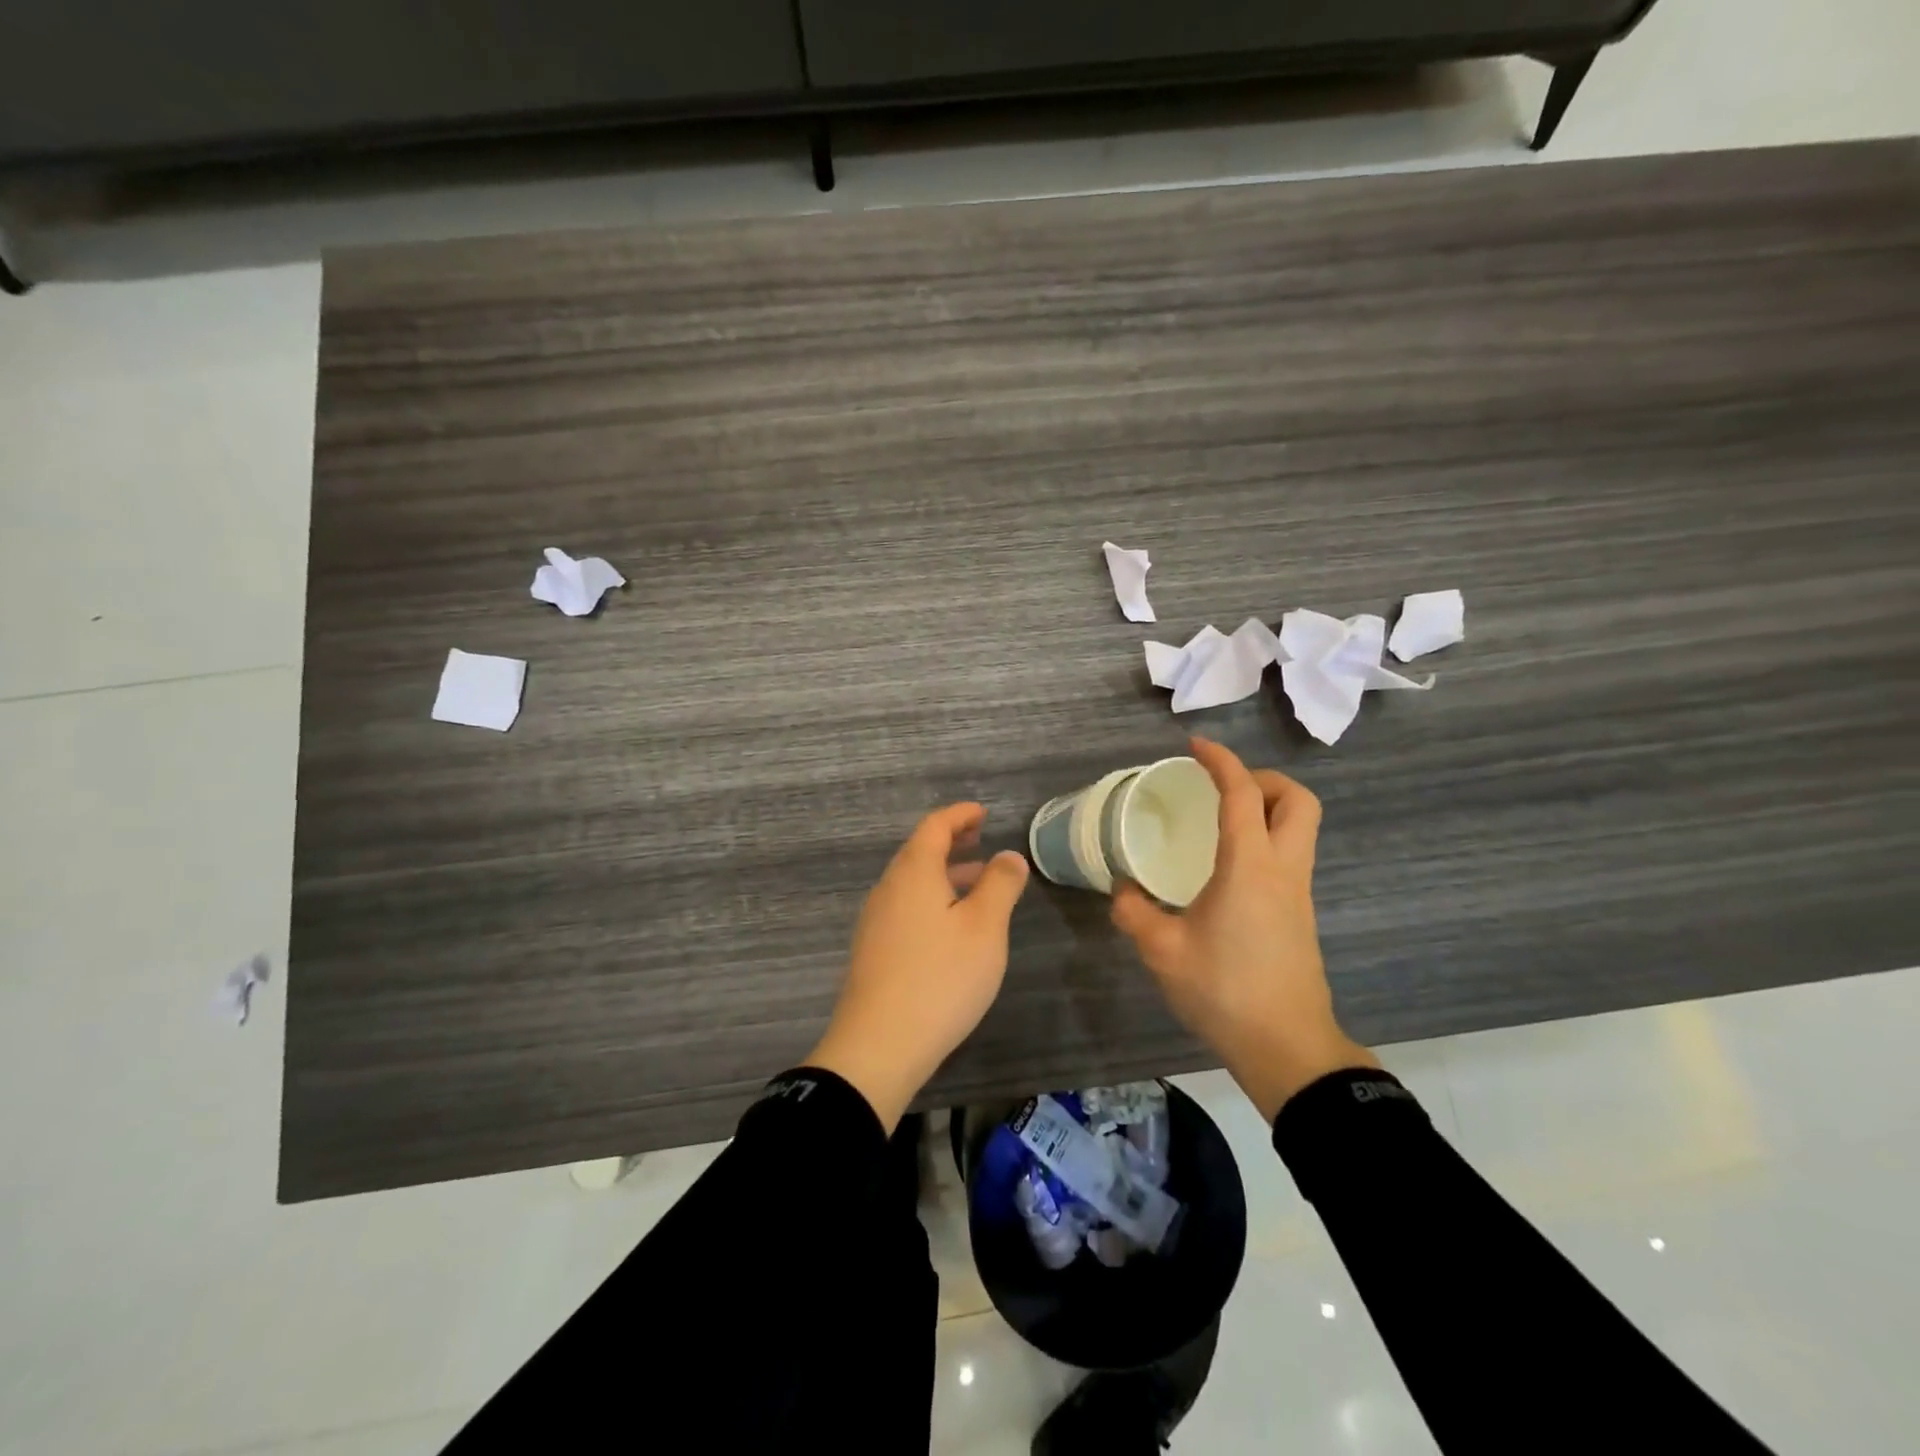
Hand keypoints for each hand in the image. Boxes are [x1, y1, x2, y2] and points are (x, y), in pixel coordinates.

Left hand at [806, 803, 1030, 1131]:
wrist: (878, 1045)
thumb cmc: (940, 978)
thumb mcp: (984, 928)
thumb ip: (1000, 885)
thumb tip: (1009, 855)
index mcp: (913, 872)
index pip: (935, 826)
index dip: (960, 815)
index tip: (983, 814)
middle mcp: (888, 888)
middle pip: (919, 852)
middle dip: (952, 843)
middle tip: (981, 841)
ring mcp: (876, 920)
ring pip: (913, 882)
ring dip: (944, 874)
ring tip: (977, 884)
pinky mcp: (873, 950)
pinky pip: (905, 907)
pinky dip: (932, 900)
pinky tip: (951, 927)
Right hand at [1112, 737, 1377, 1121]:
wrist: (1287, 1048)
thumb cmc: (1224, 992)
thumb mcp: (1163, 951)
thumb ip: (1135, 913)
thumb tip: (1122, 889)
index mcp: (1250, 866)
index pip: (1243, 794)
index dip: (1221, 762)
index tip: (1195, 747)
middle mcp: (1283, 869)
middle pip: (1298, 801)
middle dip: (1263, 780)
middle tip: (1222, 788)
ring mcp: (1298, 893)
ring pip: (1301, 828)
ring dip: (1269, 808)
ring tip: (1221, 820)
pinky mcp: (1300, 915)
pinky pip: (1291, 855)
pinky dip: (1267, 839)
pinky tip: (1228, 866)